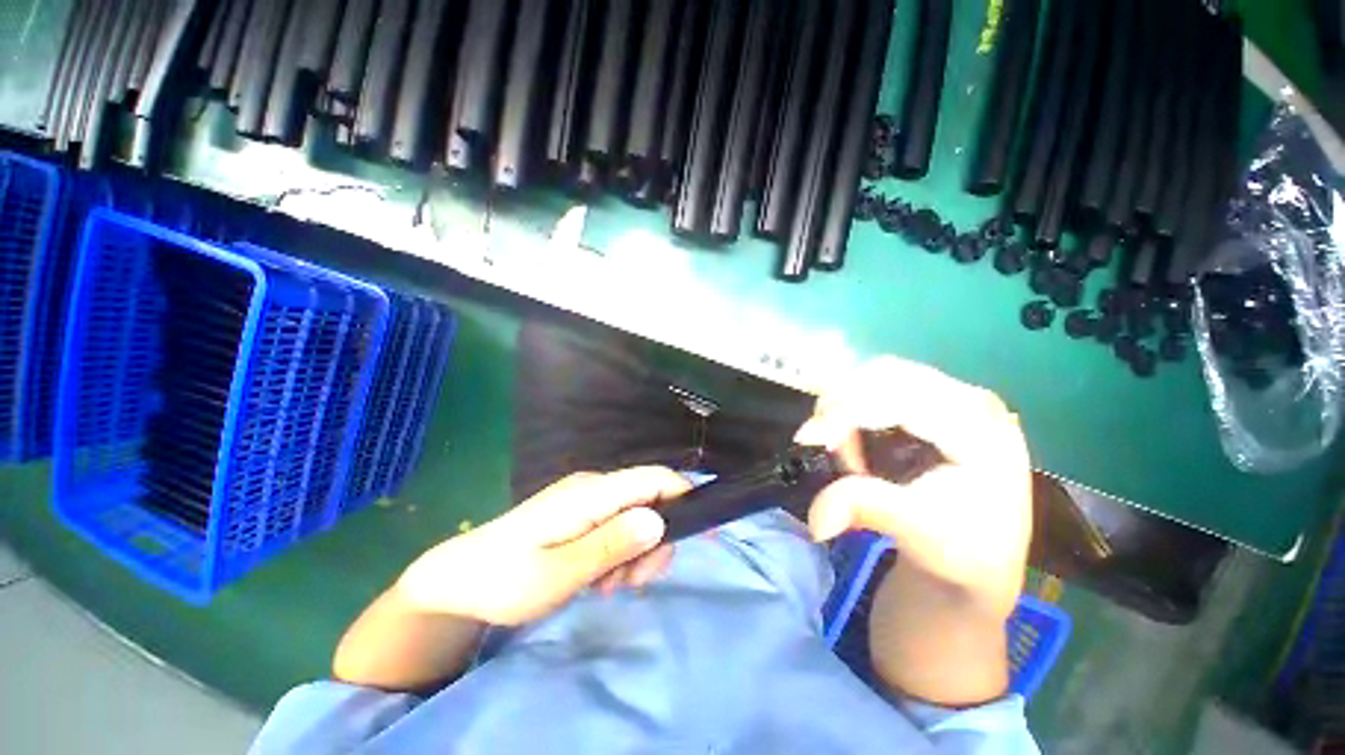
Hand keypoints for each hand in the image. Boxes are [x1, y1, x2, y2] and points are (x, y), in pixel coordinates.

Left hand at [395, 467, 691, 626]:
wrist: (458, 579)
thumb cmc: (505, 580)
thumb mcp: (560, 573)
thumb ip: (611, 544)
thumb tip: (659, 520)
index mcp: (591, 493)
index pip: (654, 478)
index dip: (685, 496)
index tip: (702, 536)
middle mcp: (594, 487)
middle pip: (649, 498)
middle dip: (655, 539)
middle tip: (635, 582)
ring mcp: (586, 499)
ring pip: (635, 514)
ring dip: (636, 550)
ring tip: (610, 585)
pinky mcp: (580, 513)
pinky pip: (616, 524)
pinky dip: (620, 550)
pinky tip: (600, 577)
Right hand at [796, 357, 1032, 619]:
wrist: (981, 558)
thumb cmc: (961, 549)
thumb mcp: (917, 532)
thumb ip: (865, 509)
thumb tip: (815, 519)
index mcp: (980, 428)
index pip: (901, 399)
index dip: (846, 412)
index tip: (806, 438)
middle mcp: (969, 399)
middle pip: (886, 375)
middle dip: (842, 405)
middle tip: (822, 443)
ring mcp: (952, 396)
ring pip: (877, 376)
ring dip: (846, 407)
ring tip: (845, 451)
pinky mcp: (933, 401)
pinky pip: (879, 386)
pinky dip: (853, 408)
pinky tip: (854, 440)